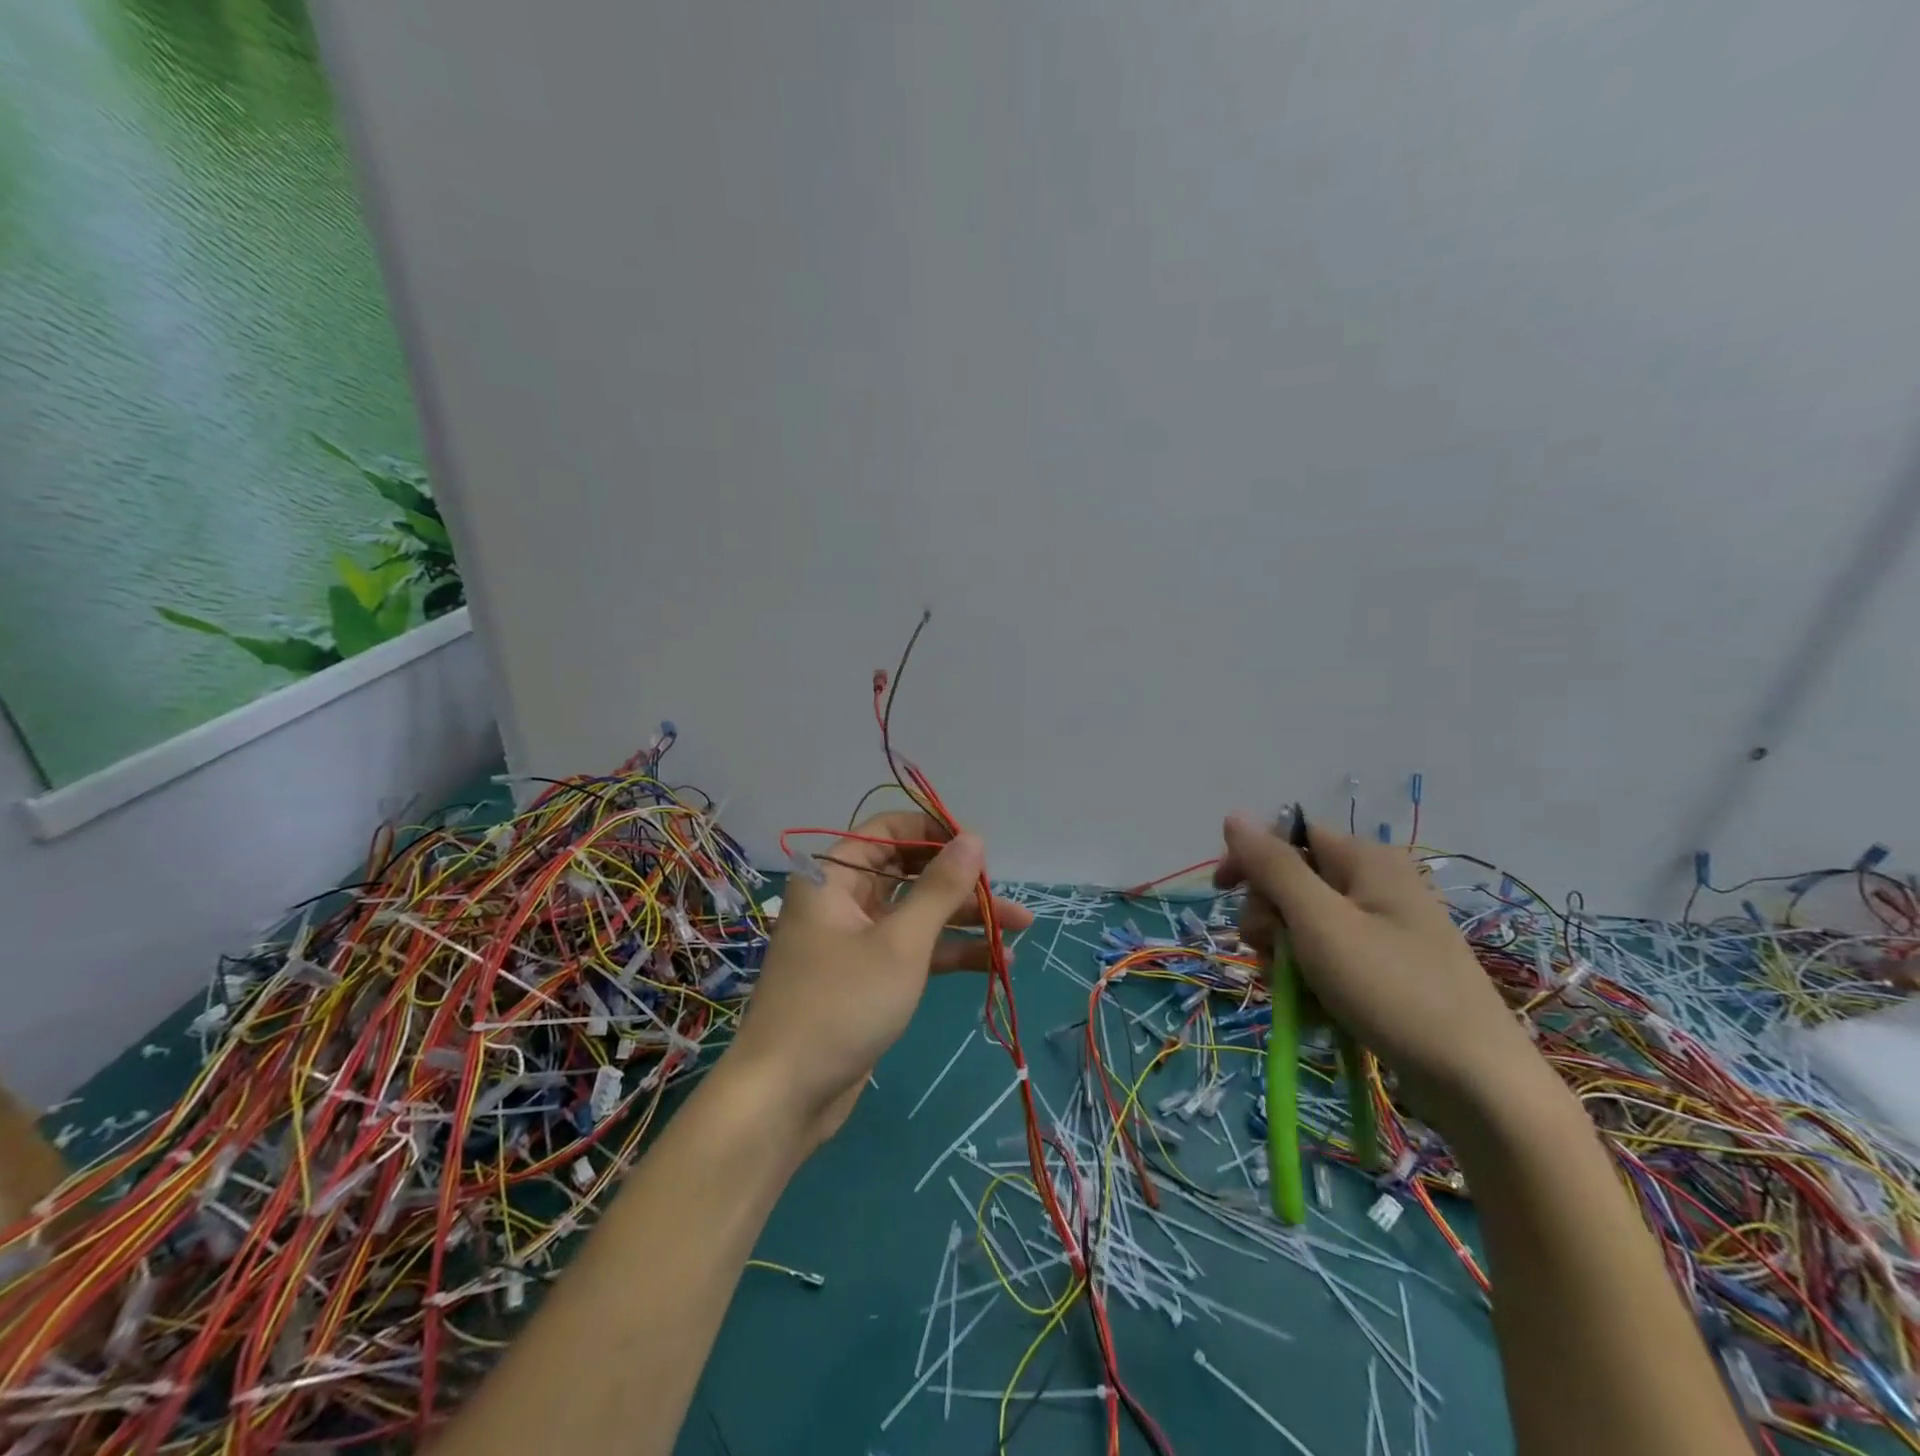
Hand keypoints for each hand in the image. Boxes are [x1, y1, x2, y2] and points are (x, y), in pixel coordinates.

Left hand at [725, 812, 1034, 1147]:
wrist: (786, 1096)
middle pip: (908, 872)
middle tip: (1003, 890)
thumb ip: (939, 888)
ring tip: (1021, 924)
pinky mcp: (869, 978)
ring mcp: (857, 940)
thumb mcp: (900, 943)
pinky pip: (914, 950)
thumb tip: (973, 838)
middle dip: (959, 881)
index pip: (888, 830)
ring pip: (917, 913)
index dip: (934, 831)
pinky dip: (951, 952)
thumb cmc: (841, 1004)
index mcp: (834, 876)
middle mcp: (843, 900)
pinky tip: (997, 959)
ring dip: (965, 918)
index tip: (979, 846)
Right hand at [1214, 813, 1552, 1138]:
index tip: (1221, 893)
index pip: (1288, 836)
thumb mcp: (1320, 922)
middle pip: (1292, 884)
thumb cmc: (1392, 990)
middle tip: (1275, 954)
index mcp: (1366, 860)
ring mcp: (1384, 931)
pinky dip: (1312, 982)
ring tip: (1298, 993)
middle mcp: (1376, 886)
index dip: (1250, 860)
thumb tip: (1233, 816)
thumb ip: (1274, 867)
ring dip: (1286, 958)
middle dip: (1270, 920)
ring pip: (1304, 927)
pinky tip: (1316, 1012)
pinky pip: (1328, 960)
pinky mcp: (1387, 970)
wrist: (1478, 1085)